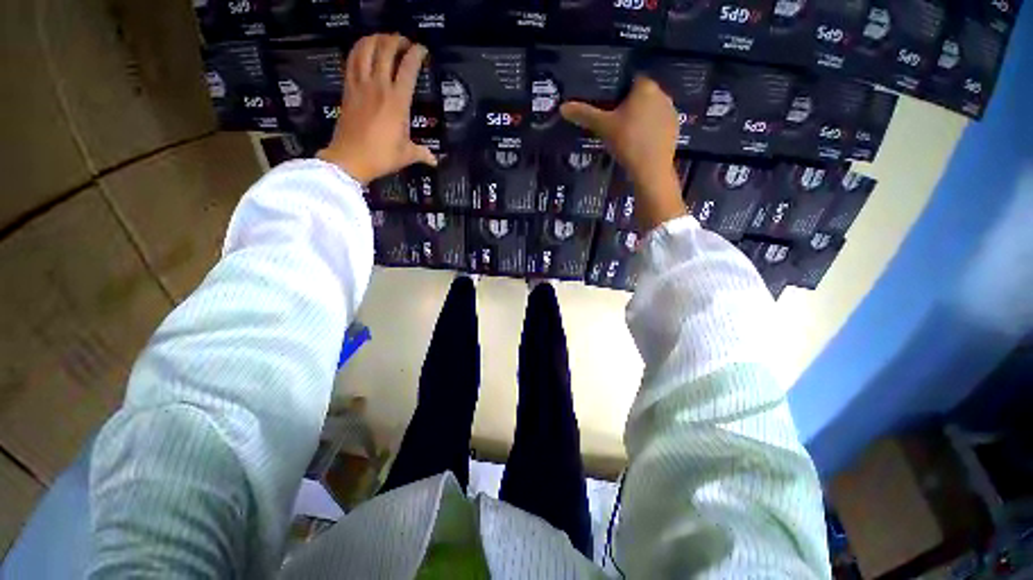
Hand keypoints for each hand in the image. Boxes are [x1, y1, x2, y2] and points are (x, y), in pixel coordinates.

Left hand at [318, 34, 436, 184]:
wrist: (350, 158)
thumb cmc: (382, 156)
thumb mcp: (407, 155)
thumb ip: (422, 153)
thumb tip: (435, 161)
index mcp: (398, 101)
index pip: (408, 68)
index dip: (416, 54)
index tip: (422, 50)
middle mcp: (379, 86)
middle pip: (386, 50)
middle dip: (397, 40)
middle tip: (404, 42)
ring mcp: (361, 85)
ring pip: (366, 49)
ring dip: (376, 39)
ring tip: (384, 38)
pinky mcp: (348, 88)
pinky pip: (351, 60)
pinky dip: (358, 49)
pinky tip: (363, 48)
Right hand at [561, 76, 685, 230]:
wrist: (651, 169)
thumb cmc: (627, 141)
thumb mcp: (603, 127)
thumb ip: (584, 114)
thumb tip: (563, 107)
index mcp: (645, 87)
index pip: (631, 78)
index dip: (619, 89)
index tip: (608, 103)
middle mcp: (662, 94)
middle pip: (641, 94)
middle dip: (629, 104)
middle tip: (613, 120)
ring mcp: (671, 112)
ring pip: (651, 109)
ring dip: (640, 116)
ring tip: (625, 133)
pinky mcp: (674, 129)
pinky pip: (658, 123)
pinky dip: (649, 129)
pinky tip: (639, 142)